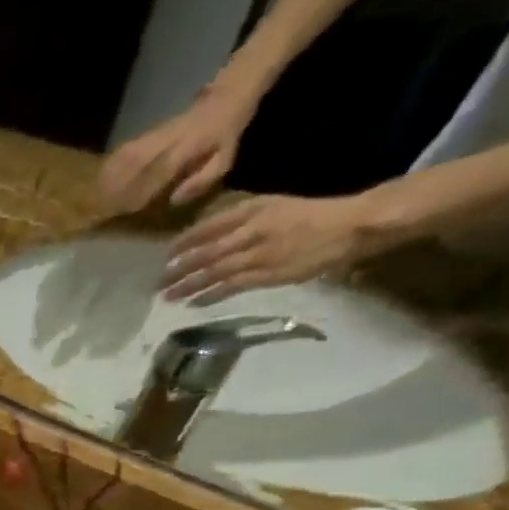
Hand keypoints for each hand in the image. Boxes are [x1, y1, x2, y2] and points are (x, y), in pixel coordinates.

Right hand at [98, 84, 256, 214]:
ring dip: (108, 177)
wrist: (224, 98)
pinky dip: (109, 167)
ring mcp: (154, 133)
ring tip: (97, 199)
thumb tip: (174, 200)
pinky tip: (101, 182)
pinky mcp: (146, 133)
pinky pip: (123, 150)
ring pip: (125, 154)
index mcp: (189, 145)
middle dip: (117, 186)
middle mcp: (167, 137)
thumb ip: (202, 180)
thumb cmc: (224, 136)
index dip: (143, 190)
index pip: (160, 169)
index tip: (129, 210)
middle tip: (104, 209)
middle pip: (135, 160)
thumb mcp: (225, 159)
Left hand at [163, 192, 388, 301]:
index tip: (166, 254)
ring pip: (213, 272)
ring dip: (187, 286)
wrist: (351, 225)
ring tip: (167, 296)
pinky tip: (192, 303)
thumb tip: (209, 233)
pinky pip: (231, 287)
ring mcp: (258, 255)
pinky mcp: (267, 275)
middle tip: (157, 281)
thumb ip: (242, 217)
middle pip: (205, 252)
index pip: (208, 227)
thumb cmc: (312, 214)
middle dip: (178, 268)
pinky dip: (210, 295)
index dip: (183, 242)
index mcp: (253, 211)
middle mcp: (251, 232)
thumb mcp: (274, 206)